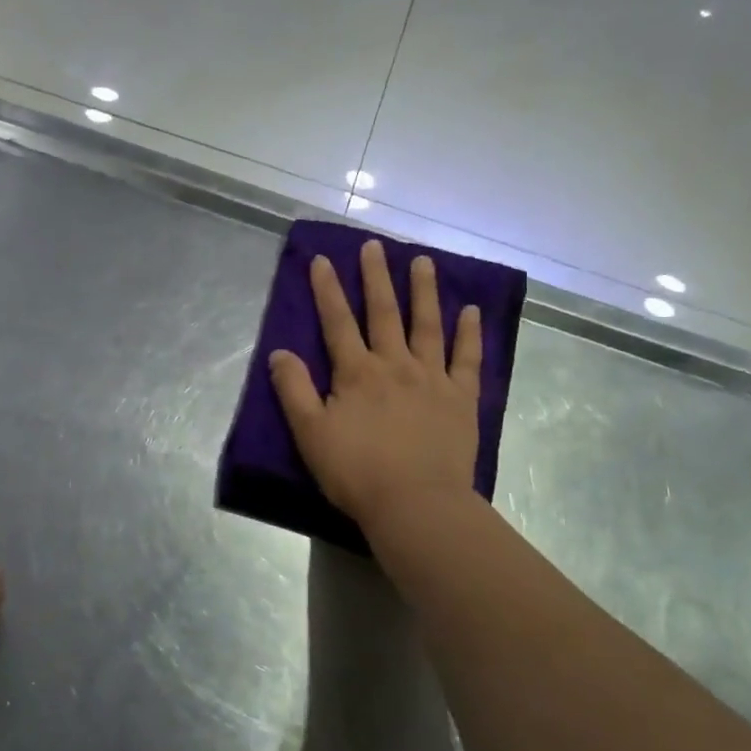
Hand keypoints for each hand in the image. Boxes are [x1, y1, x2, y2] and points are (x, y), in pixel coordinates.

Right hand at [269, 239, 482, 529]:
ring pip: (427, 325)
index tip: (322, 259)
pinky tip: (470, 311)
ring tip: (423, 261)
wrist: (416, 504)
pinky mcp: (461, 398)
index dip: (327, 290)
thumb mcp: (310, 433)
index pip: (337, 322)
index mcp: (356, 373)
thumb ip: (293, 389)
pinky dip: (469, 333)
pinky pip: (467, 358)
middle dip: (376, 277)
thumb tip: (279, 352)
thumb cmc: (357, 472)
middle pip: (384, 312)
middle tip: (375, 246)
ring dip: (424, 291)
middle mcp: (395, 364)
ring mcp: (432, 378)